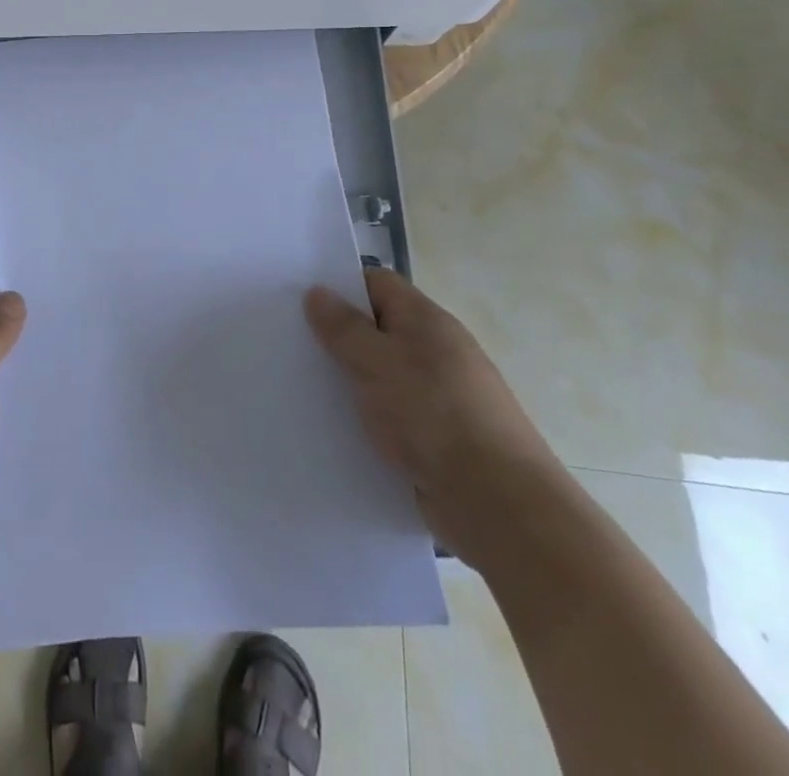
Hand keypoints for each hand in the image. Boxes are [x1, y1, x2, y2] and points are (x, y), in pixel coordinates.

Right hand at [305, 268, 566, 566]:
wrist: (498, 504)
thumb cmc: (433, 415)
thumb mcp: (377, 361)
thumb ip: (343, 327)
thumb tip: (317, 292)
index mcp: (426, 321)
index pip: (377, 283)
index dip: (339, 285)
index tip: (299, 300)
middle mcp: (435, 351)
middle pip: (377, 328)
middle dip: (338, 336)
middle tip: (291, 342)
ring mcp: (438, 395)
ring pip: (381, 374)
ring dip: (349, 381)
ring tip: (302, 386)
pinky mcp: (436, 437)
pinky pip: (391, 414)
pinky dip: (366, 418)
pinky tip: (335, 427)